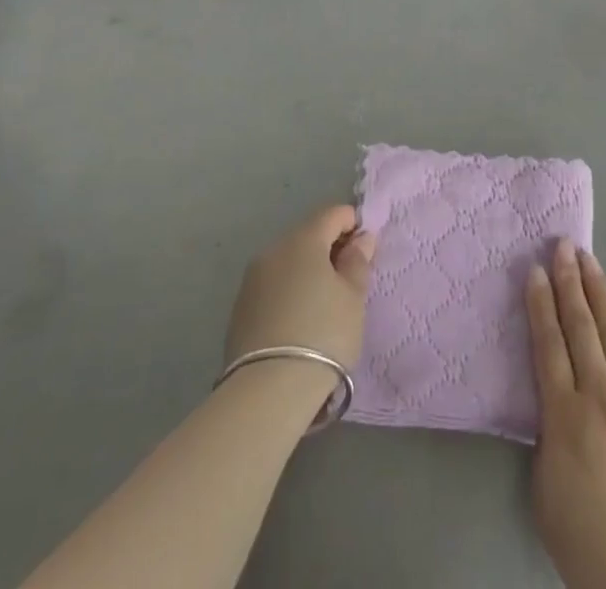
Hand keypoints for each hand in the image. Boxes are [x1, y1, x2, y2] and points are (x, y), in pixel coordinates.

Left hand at [224, 205, 376, 386]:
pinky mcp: (239, 308)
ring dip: (308, 271)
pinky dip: (289, 291)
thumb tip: (361, 238)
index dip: (353, 225)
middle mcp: (273, 250)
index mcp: (303, 239)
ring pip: (288, 262)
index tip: (365, 250)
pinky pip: (273, 286)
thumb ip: (358, 262)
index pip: (332, 214)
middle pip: (308, 236)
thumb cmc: (323, 334)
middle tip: (349, 279)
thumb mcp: (353, 298)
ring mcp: (252, 279)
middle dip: (329, 248)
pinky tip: (299, 320)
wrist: (267, 391)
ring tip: (324, 303)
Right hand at [526, 240, 605, 588]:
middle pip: (581, 327)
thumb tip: (559, 405)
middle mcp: (600, 395)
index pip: (548, 343)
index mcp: (564, 414)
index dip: (541, 303)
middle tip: (564, 245)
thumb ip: (550, 437)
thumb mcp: (547, 488)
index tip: (536, 269)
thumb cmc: (586, 541)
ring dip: (602, 296)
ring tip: (591, 263)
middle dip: (570, 282)